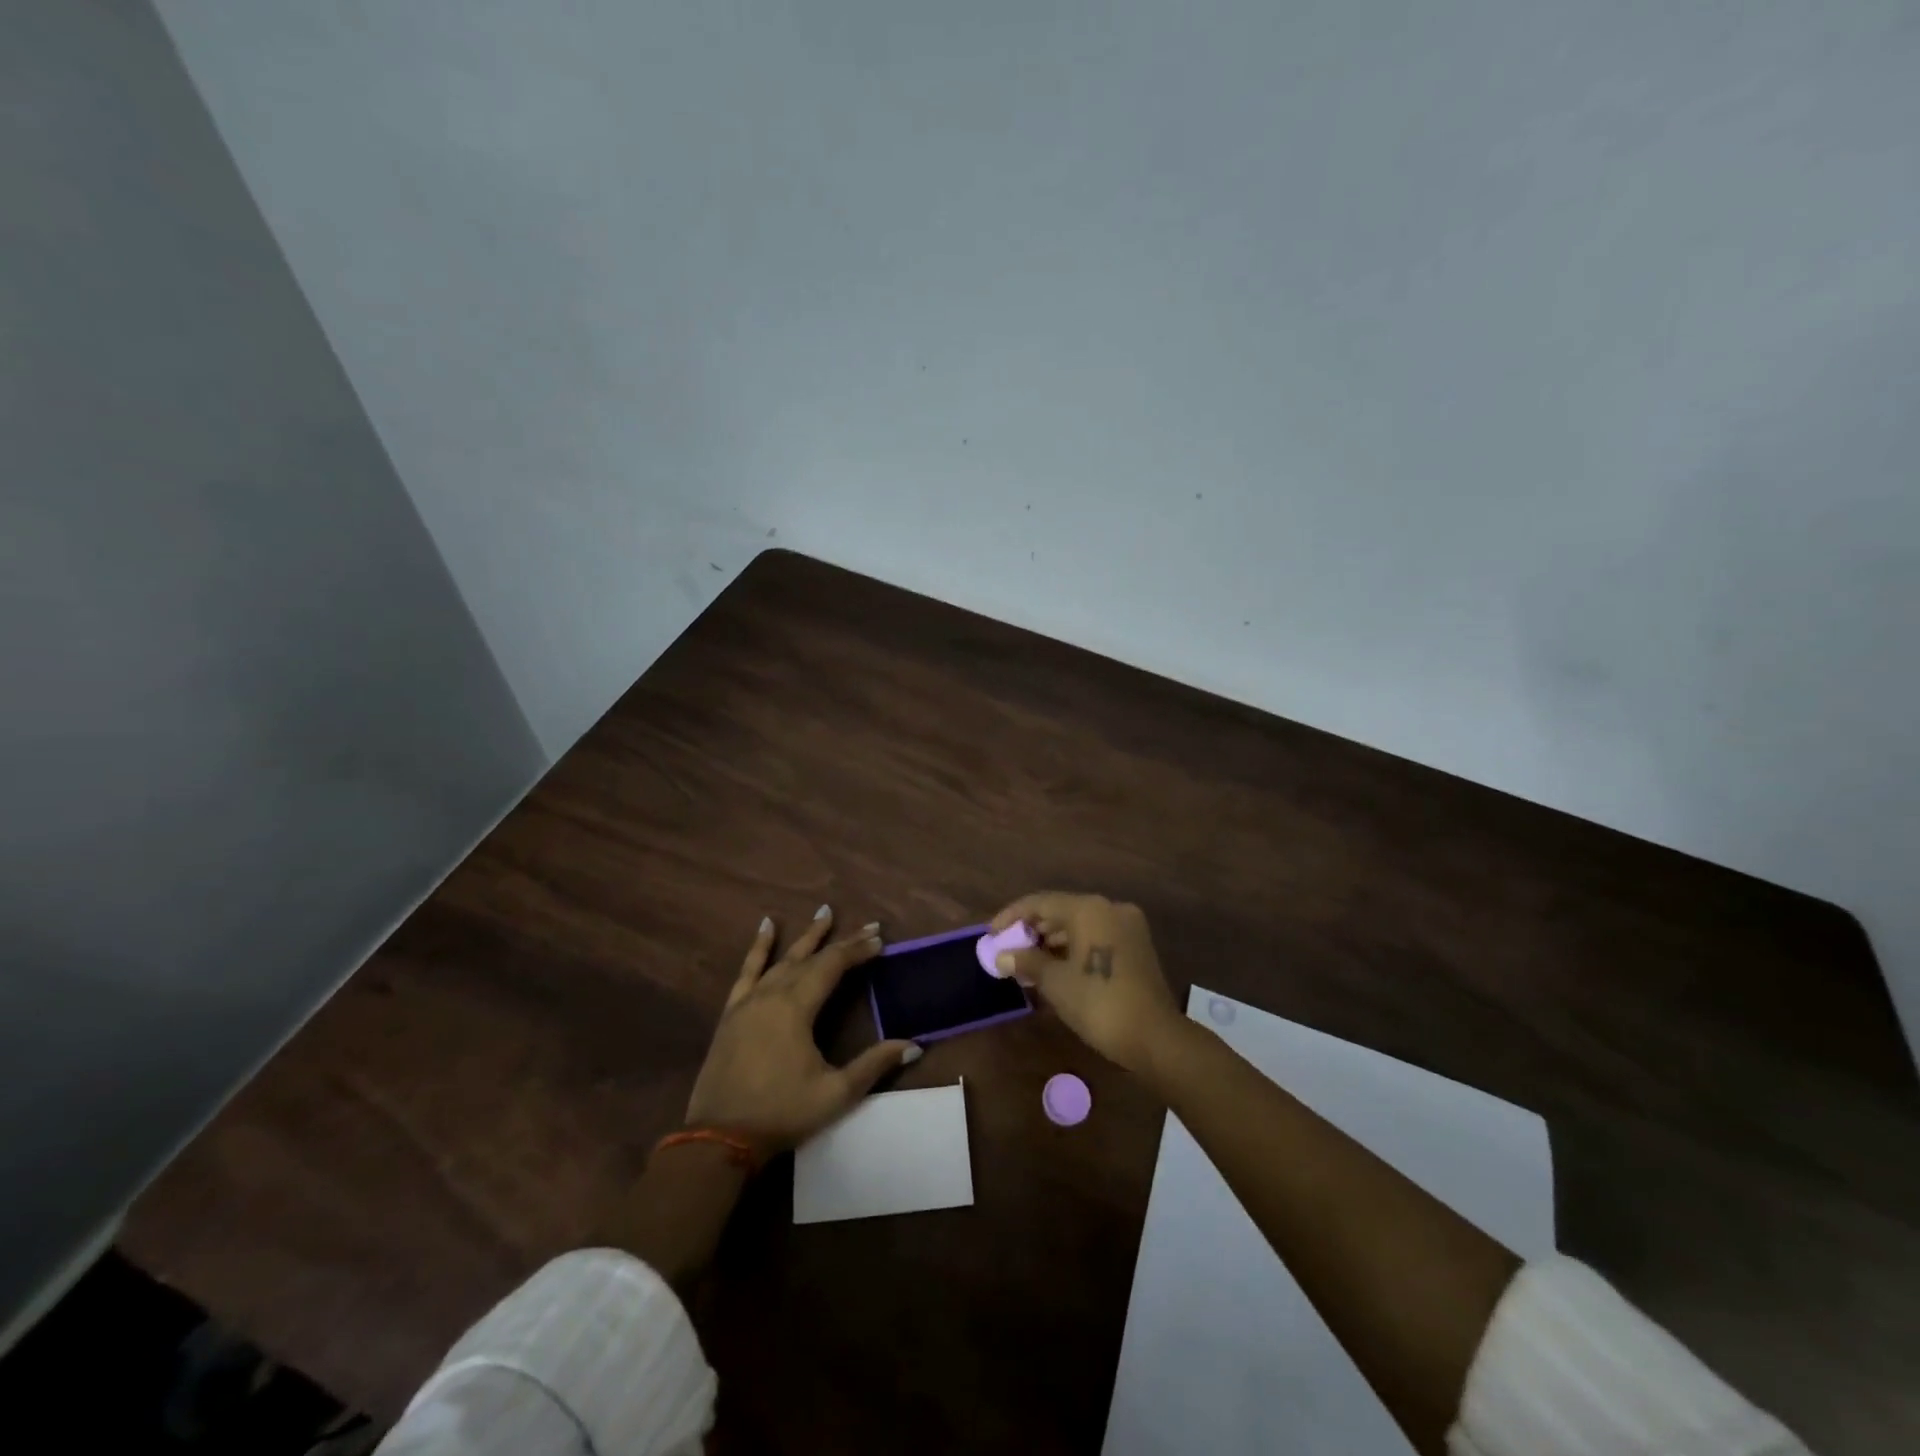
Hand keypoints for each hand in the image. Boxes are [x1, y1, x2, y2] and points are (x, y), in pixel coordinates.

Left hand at [685, 906, 919, 1155]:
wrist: (719, 1139)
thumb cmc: (782, 1113)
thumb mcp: (836, 1093)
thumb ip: (874, 1064)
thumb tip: (914, 1046)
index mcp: (796, 1008)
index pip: (832, 966)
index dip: (858, 951)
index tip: (880, 940)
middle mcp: (772, 994)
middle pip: (811, 958)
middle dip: (841, 942)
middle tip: (868, 926)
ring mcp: (748, 1002)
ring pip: (782, 959)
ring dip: (806, 937)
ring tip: (824, 913)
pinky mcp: (732, 1013)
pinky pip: (747, 971)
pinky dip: (759, 948)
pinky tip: (765, 927)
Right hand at [989, 892, 1177, 1073]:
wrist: (1154, 1037)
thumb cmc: (1098, 1003)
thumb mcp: (1055, 982)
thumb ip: (1027, 961)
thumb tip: (1002, 956)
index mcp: (1089, 909)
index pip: (1040, 903)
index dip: (1012, 916)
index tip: (991, 933)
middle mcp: (1110, 908)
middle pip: (1061, 910)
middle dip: (1032, 929)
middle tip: (1008, 949)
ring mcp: (1127, 926)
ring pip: (1080, 924)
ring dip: (1052, 940)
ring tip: (1026, 961)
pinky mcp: (1136, 946)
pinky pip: (1096, 936)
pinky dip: (1074, 947)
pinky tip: (1054, 967)